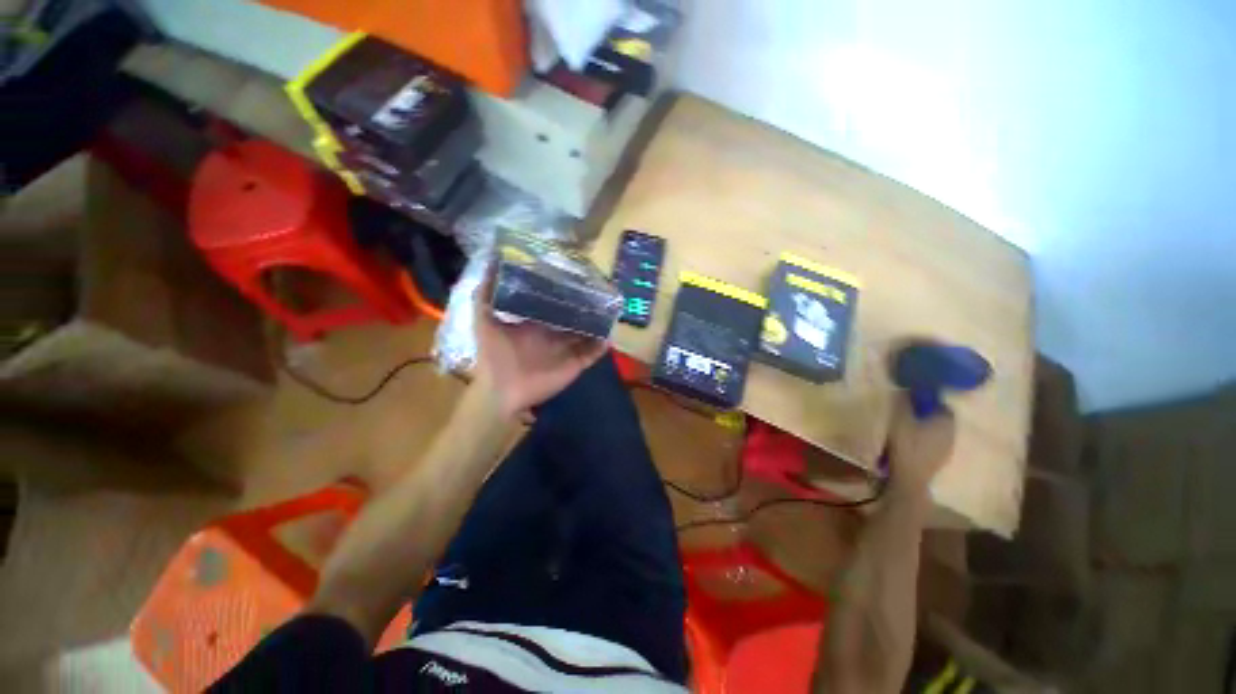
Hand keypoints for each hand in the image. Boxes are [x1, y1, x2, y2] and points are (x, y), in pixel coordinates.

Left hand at [473, 287, 607, 417]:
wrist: (502, 392)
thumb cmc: (494, 356)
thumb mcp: (484, 321)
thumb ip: (485, 295)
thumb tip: (490, 261)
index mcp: (535, 324)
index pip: (553, 305)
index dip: (562, 292)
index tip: (574, 275)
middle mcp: (553, 334)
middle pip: (573, 317)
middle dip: (585, 306)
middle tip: (599, 289)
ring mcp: (565, 350)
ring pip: (586, 333)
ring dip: (598, 324)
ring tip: (611, 309)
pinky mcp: (574, 364)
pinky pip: (592, 353)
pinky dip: (602, 346)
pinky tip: (610, 334)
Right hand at [886, 397, 955, 496]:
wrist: (909, 478)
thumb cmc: (906, 444)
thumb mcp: (899, 417)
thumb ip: (903, 401)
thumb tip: (905, 387)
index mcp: (947, 421)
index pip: (942, 404)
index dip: (927, 399)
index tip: (911, 397)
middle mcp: (952, 434)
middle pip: (939, 418)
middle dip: (925, 413)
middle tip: (906, 410)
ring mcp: (947, 449)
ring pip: (936, 432)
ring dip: (923, 427)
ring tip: (905, 425)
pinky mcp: (938, 461)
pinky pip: (931, 443)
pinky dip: (922, 439)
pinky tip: (907, 441)